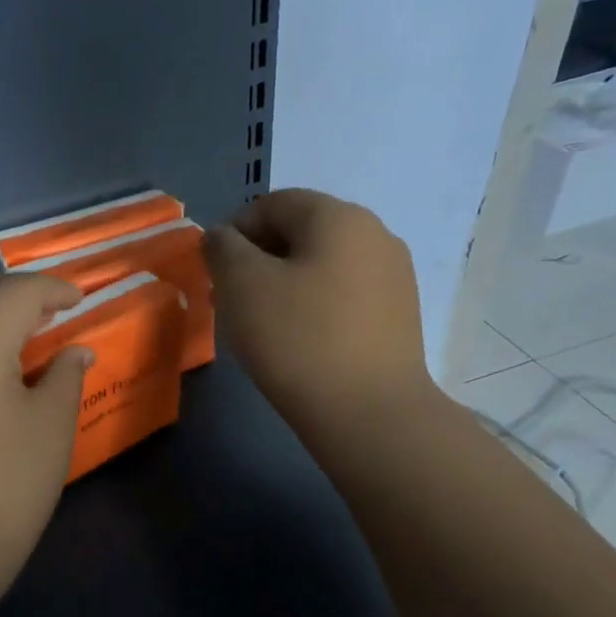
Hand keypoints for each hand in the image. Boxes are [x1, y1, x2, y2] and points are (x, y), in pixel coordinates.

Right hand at [203, 190, 434, 431]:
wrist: (369, 413)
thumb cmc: (297, 339)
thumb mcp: (241, 285)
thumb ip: (222, 248)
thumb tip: (223, 237)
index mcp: (337, 216)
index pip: (271, 204)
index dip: (233, 233)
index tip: (215, 276)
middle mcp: (374, 233)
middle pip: (299, 232)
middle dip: (257, 260)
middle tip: (231, 302)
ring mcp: (394, 275)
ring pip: (321, 265)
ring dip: (284, 284)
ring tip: (263, 326)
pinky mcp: (400, 314)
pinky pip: (344, 294)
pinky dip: (314, 306)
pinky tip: (300, 342)